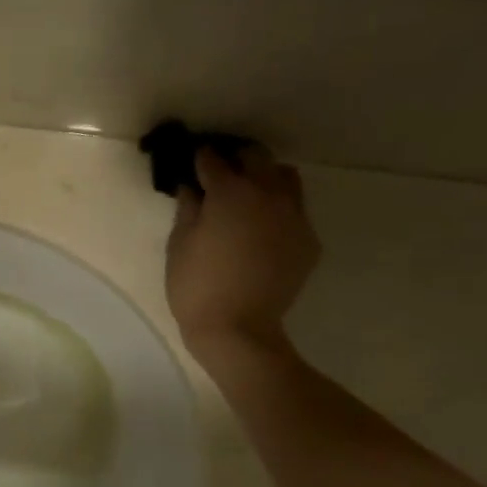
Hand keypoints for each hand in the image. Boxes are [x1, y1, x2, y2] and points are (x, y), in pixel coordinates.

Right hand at [165, 146, 320, 360]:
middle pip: (257, 157)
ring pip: (285, 178)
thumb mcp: (179, 245)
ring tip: (248, 195)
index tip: (193, 160)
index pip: (214, 160)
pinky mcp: (308, 239)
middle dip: (237, 159)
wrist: (237, 329)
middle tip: (220, 171)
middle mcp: (269, 194)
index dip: (201, 158)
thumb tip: (191, 187)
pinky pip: (295, 211)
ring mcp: (294, 216)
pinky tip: (261, 230)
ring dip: (265, 177)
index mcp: (231, 192)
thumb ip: (187, 209)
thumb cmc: (196, 286)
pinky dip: (278, 210)